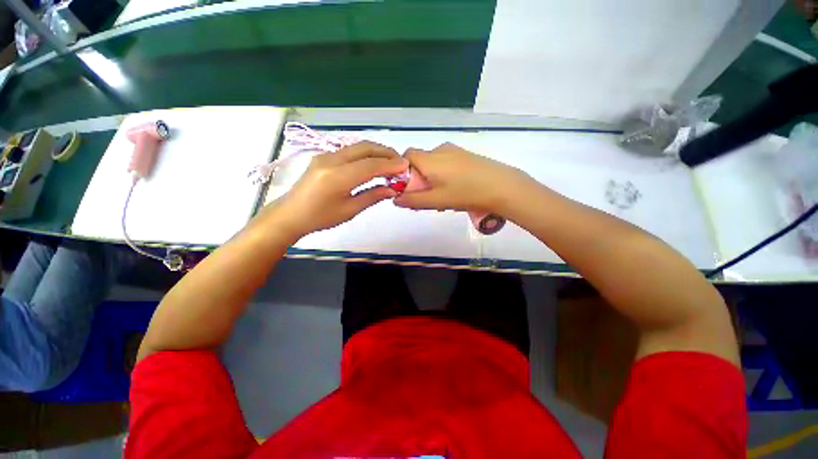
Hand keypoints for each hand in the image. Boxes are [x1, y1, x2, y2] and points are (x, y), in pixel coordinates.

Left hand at [260, 141, 407, 238]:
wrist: (290, 214)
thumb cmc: (320, 217)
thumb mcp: (350, 210)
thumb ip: (372, 196)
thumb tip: (392, 189)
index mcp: (337, 177)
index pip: (370, 165)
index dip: (390, 165)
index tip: (406, 167)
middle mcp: (331, 160)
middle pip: (365, 148)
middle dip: (386, 152)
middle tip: (400, 162)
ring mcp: (326, 155)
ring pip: (357, 146)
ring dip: (376, 152)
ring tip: (390, 162)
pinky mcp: (324, 156)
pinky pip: (350, 151)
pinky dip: (365, 154)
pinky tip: (373, 163)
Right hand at [394, 143, 532, 213]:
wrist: (503, 186)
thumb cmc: (466, 193)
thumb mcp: (437, 200)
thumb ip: (413, 200)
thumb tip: (395, 200)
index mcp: (430, 158)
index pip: (405, 156)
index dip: (402, 171)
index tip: (408, 188)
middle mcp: (440, 149)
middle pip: (420, 161)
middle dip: (418, 179)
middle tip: (426, 198)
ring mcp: (455, 151)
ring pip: (434, 163)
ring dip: (431, 178)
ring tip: (442, 197)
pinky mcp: (466, 156)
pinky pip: (447, 163)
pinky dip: (443, 175)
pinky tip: (454, 189)